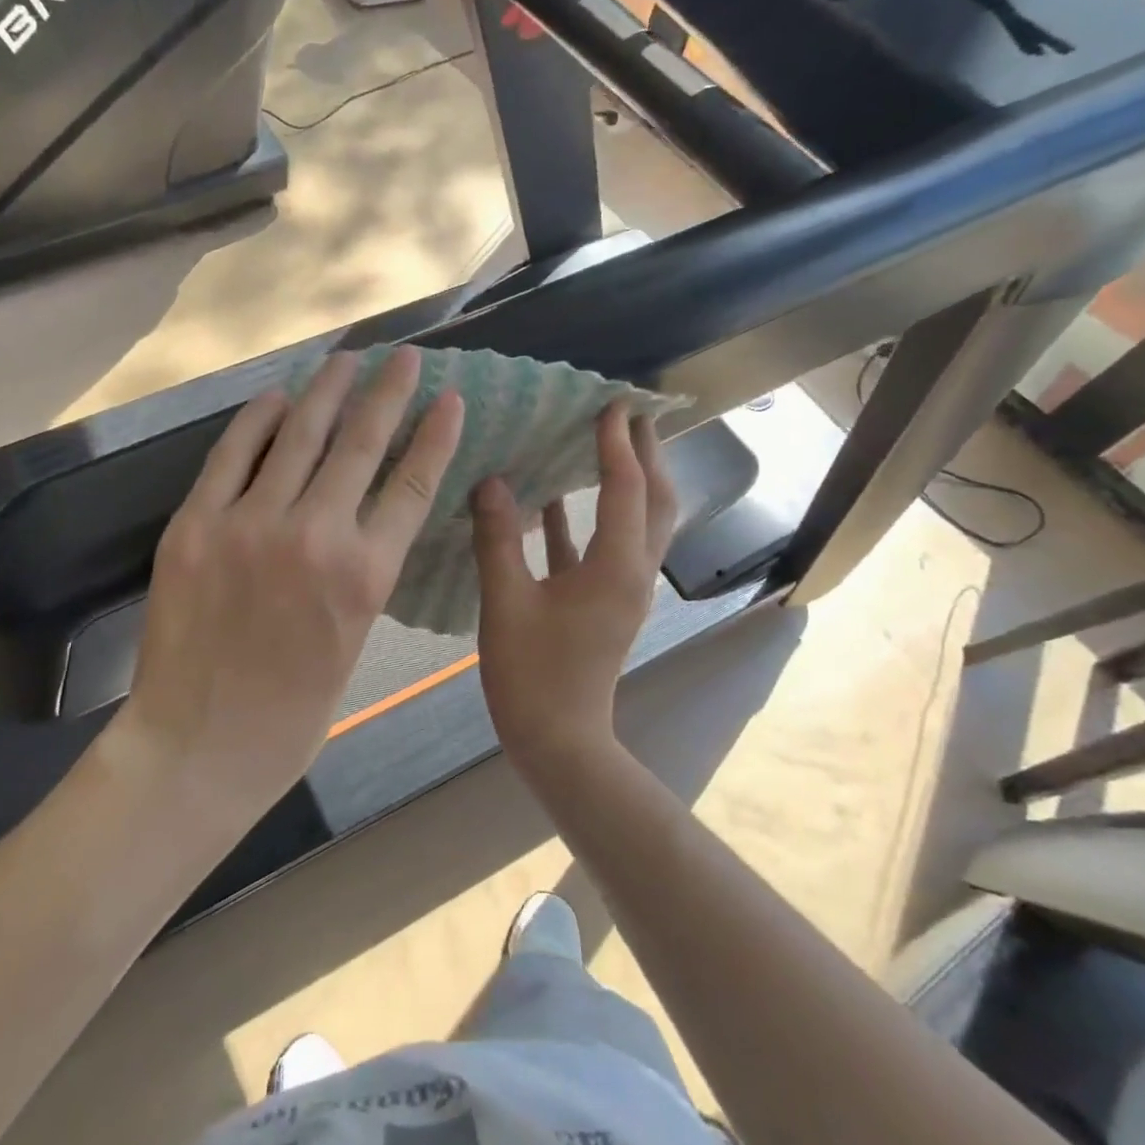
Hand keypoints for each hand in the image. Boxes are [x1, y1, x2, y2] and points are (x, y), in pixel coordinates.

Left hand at [122, 347, 463, 817]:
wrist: (201, 745)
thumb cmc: (292, 714)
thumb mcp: (353, 640)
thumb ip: (361, 573)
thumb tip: (363, 517)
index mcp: (365, 575)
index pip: (412, 484)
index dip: (434, 435)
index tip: (449, 398)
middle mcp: (315, 534)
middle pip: (360, 442)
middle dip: (387, 392)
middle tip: (403, 357)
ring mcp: (250, 523)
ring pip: (298, 435)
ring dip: (326, 390)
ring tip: (345, 359)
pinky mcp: (196, 524)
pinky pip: (232, 455)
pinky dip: (257, 420)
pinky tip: (276, 397)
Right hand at [471, 405, 676, 772]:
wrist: (557, 740)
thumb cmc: (532, 673)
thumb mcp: (506, 601)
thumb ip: (498, 538)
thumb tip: (491, 482)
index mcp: (615, 566)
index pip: (626, 488)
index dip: (618, 444)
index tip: (611, 403)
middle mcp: (631, 570)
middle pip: (654, 500)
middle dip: (645, 453)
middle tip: (628, 413)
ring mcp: (621, 587)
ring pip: (635, 521)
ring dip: (627, 480)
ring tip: (604, 442)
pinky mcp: (604, 601)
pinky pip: (603, 545)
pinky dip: (587, 517)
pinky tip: (553, 499)